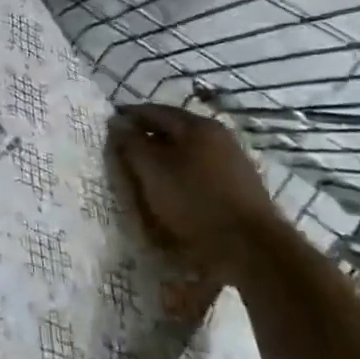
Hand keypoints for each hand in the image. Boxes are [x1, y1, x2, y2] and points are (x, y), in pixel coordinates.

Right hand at [109, 103, 286, 283]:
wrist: (252, 247)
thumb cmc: (194, 201)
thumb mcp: (152, 170)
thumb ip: (131, 143)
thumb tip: (117, 123)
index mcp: (197, 125)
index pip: (153, 111)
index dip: (127, 117)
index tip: (107, 128)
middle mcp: (218, 135)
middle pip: (173, 128)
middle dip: (147, 135)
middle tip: (123, 150)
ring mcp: (233, 159)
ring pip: (188, 149)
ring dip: (165, 155)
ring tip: (145, 171)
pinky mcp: (240, 185)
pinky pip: (201, 168)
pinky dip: (182, 171)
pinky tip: (173, 187)